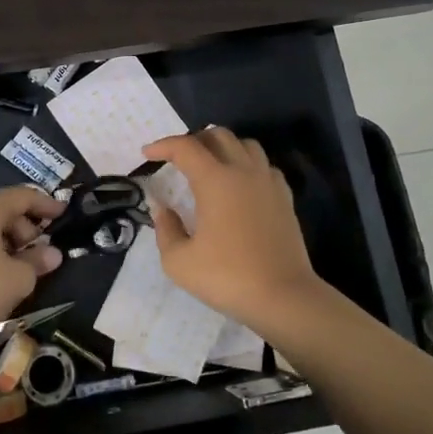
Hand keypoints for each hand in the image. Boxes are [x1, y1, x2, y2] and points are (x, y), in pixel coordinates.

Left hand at [0, 185, 64, 344]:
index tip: (63, 213)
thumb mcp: (18, 278)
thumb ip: (38, 261)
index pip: (21, 196)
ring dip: (7, 239)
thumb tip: (52, 254)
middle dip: (25, 226)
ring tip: (20, 264)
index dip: (45, 204)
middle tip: (39, 250)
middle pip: (2, 209)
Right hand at [143, 128, 323, 328]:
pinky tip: (240, 184)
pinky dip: (247, 165)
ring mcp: (268, 183)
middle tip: (177, 158)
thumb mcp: (179, 261)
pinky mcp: (285, 198)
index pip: (185, 147)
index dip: (162, 145)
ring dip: (223, 147)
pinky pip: (264, 166)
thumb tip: (162, 208)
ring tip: (209, 165)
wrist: (283, 297)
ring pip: (246, 145)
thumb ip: (165, 228)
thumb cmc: (227, 277)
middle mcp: (243, 171)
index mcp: (215, 180)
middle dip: (193, 140)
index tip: (147, 154)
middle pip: (218, 135)